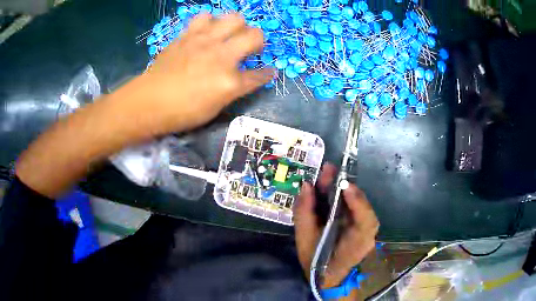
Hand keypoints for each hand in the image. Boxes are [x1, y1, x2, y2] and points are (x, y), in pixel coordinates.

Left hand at [138, 13, 274, 132]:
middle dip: (257, 40)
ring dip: (235, 26)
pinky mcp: (187, 35)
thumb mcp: (213, 108)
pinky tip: (205, 32)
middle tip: (249, 48)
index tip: (268, 71)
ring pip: (233, 18)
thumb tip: (244, 79)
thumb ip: (233, 90)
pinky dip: (209, 23)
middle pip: (254, 35)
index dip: (267, 73)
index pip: (260, 75)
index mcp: (230, 82)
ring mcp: (204, 42)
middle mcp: (221, 56)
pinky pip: (205, 18)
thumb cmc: (181, 113)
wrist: (148, 102)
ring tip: (227, 35)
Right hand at [294, 164, 379, 287]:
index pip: (366, 222)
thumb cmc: (316, 262)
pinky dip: (342, 196)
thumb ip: (304, 213)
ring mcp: (366, 229)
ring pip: (358, 204)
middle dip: (346, 188)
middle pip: (363, 207)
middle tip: (329, 170)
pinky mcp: (360, 225)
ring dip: (343, 189)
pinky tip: (331, 188)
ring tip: (327, 174)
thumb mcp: (304, 240)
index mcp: (356, 243)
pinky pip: (353, 207)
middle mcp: (367, 234)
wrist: (328, 277)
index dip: (357, 202)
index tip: (343, 184)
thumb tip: (305, 185)